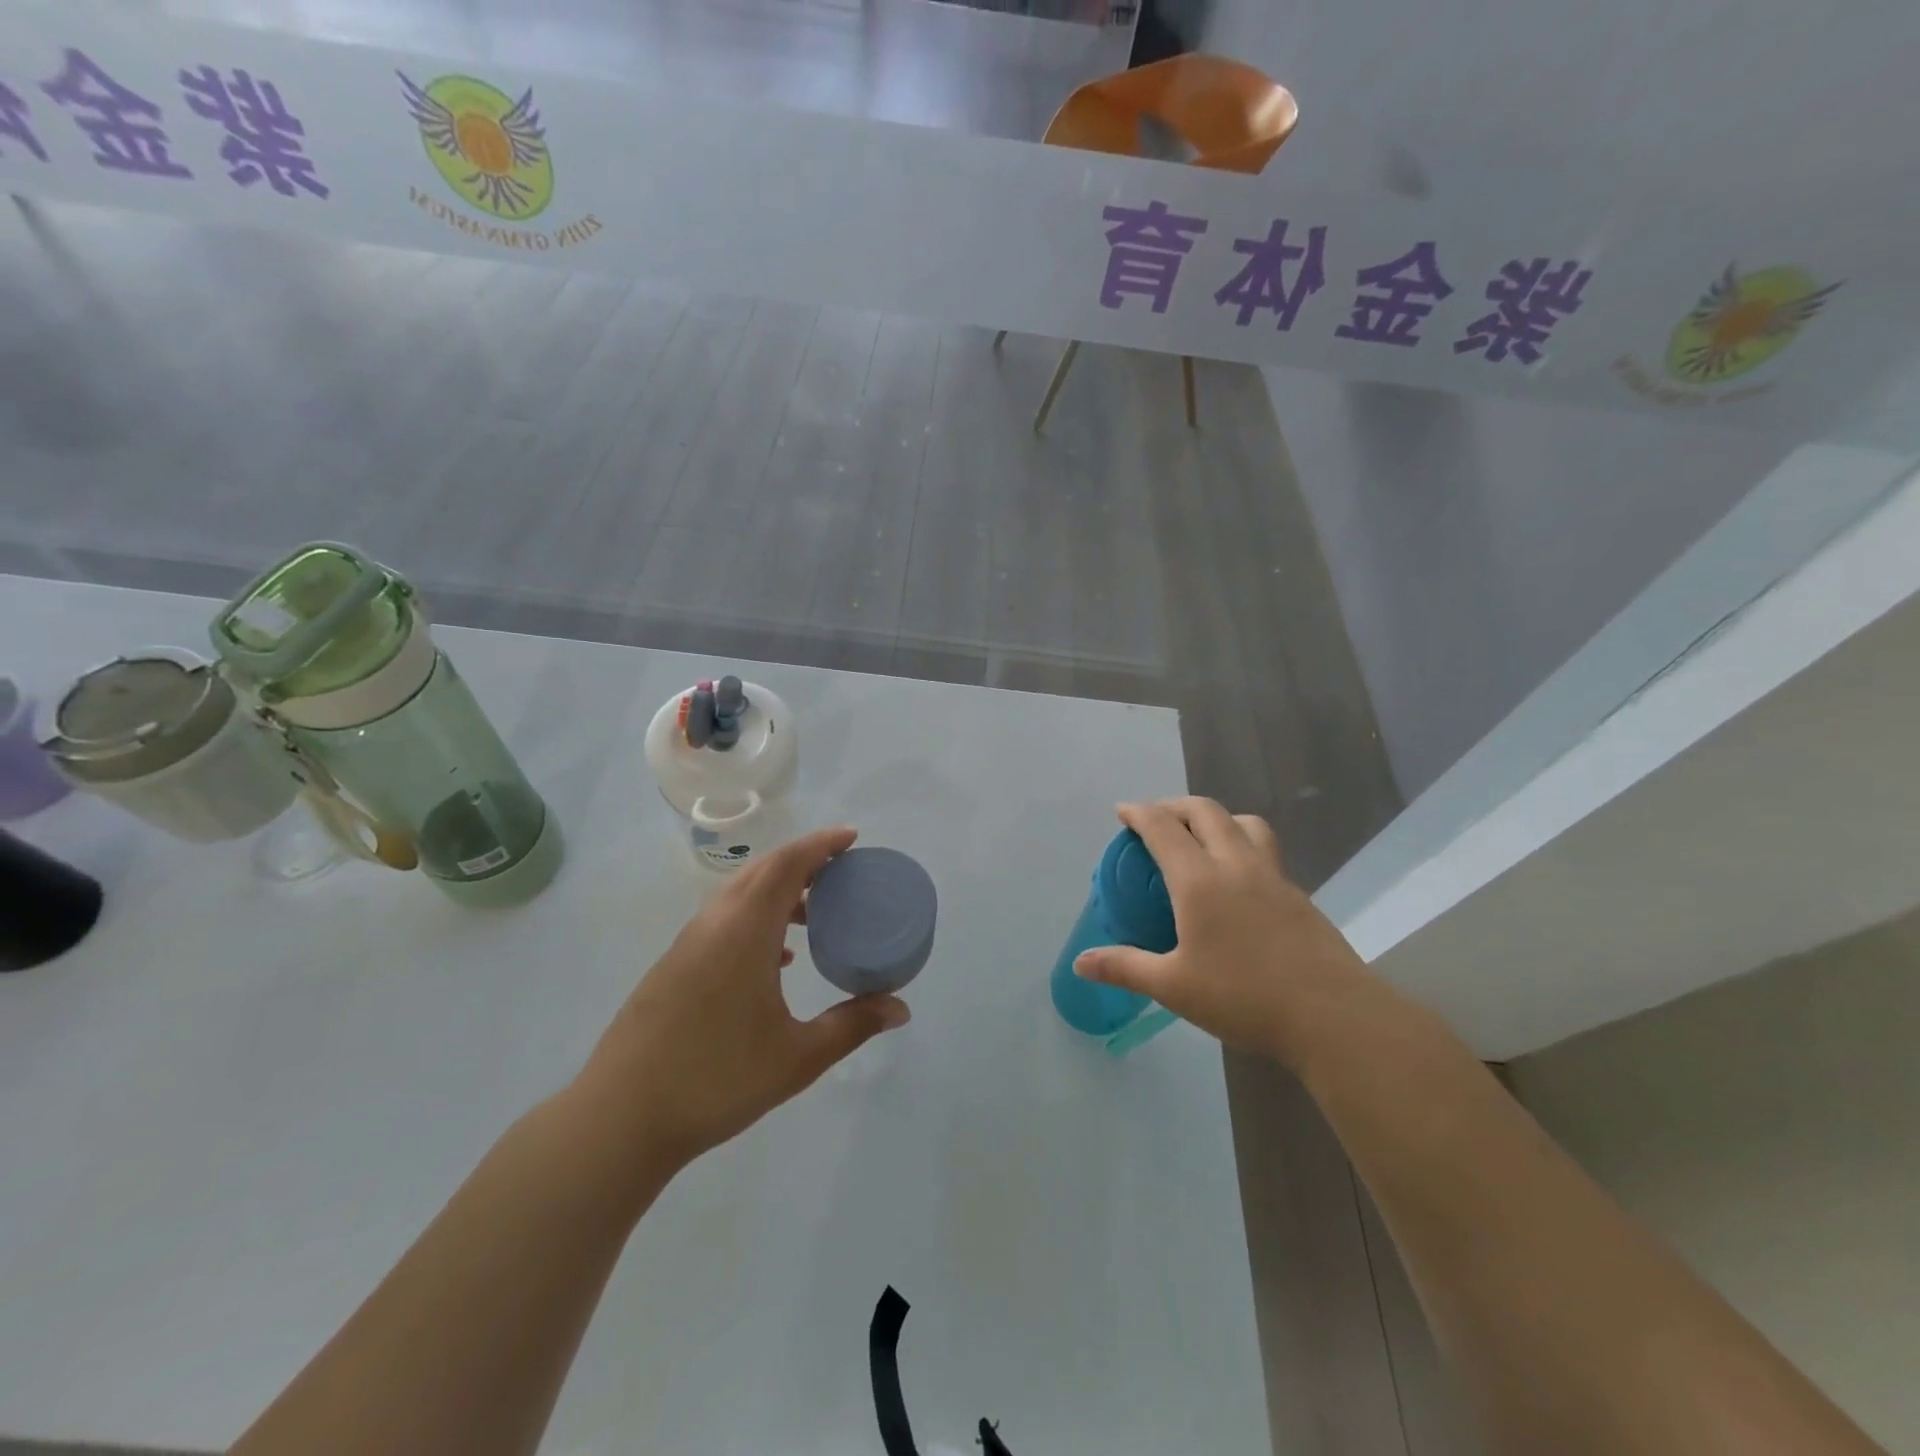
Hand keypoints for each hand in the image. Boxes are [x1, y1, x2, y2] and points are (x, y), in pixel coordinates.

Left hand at [576, 826, 910, 1169]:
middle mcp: (713, 924)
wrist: (620, 1118)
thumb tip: (901, 1009)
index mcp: (744, 931)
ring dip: (778, 891)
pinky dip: (756, 917)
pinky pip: (723, 920)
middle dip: (803, 862)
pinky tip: (775, 960)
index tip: (852, 838)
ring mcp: (687, 945)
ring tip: (814, 915)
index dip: (821, 844)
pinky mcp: (673, 967)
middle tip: (842, 873)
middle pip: (761, 871)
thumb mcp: (797, 1057)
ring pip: (739, 895)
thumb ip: (852, 1025)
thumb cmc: (716, 1080)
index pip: (786, 865)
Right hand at [1073, 798, 1366, 1067]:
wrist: (1332, 1016)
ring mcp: (1273, 877)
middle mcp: (1236, 865)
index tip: (1122, 811)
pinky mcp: (1298, 895)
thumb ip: (1125, 967)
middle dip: (1175, 806)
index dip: (1139, 812)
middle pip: (1205, 811)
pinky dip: (1242, 844)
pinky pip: (1264, 850)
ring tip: (1201, 837)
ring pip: (1244, 823)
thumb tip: (1080, 963)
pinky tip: (1237, 880)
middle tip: (1156, 819)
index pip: (1163, 827)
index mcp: (1199, 880)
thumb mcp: (1173, 986)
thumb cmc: (1243, 998)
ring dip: (1216, 817)